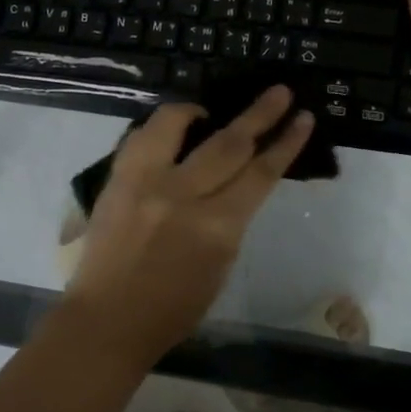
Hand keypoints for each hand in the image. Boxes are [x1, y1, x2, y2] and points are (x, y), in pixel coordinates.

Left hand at [66, 87, 314, 355]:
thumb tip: (236, 185)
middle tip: (279, 92)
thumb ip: (230, 220)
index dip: (286, 143)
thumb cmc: (172, 309)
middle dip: (260, 114)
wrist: (107, 320)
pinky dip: (159, 127)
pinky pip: (140, 137)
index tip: (303, 118)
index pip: (260, 173)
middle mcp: (183, 196)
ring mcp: (144, 183)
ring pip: (176, 124)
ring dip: (200, 109)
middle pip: (229, 142)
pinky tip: (170, 128)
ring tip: (209, 107)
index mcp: (217, 228)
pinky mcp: (116, 180)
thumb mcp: (219, 266)